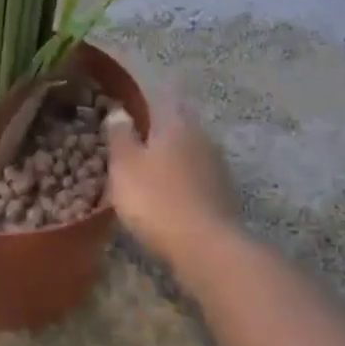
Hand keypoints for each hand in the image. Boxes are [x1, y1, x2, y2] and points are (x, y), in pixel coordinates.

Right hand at [104, 97, 240, 264]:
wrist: (206, 247)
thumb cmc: (156, 199)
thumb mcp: (124, 165)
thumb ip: (120, 135)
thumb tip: (120, 111)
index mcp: (176, 123)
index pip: (162, 99)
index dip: (144, 102)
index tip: (126, 108)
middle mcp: (202, 137)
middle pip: (177, 125)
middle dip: (157, 131)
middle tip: (133, 143)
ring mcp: (217, 166)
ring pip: (189, 152)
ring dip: (171, 158)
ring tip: (148, 172)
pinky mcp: (224, 194)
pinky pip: (197, 177)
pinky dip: (182, 181)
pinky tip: (168, 196)